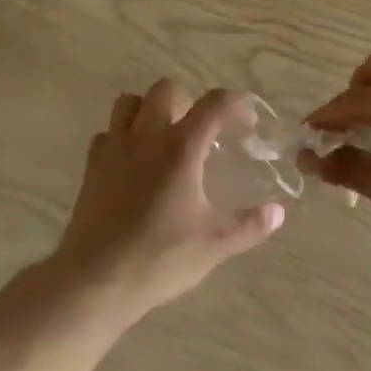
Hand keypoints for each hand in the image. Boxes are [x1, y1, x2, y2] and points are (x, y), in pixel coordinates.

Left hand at [48, 81, 284, 323]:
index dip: (235, 104)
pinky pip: (107, 133)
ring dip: (150, 109)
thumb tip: (278, 212)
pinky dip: (122, 136)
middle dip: (188, 101)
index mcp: (180, 148)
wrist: (95, 281)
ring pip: (130, 102)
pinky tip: (132, 161)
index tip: (248, 120)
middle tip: (200, 131)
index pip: (213, 104)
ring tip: (164, 136)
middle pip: (166, 90)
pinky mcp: (92, 166)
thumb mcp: (214, 245)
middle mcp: (146, 137)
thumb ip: (249, 225)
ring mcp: (114, 148)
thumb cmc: (159, 258)